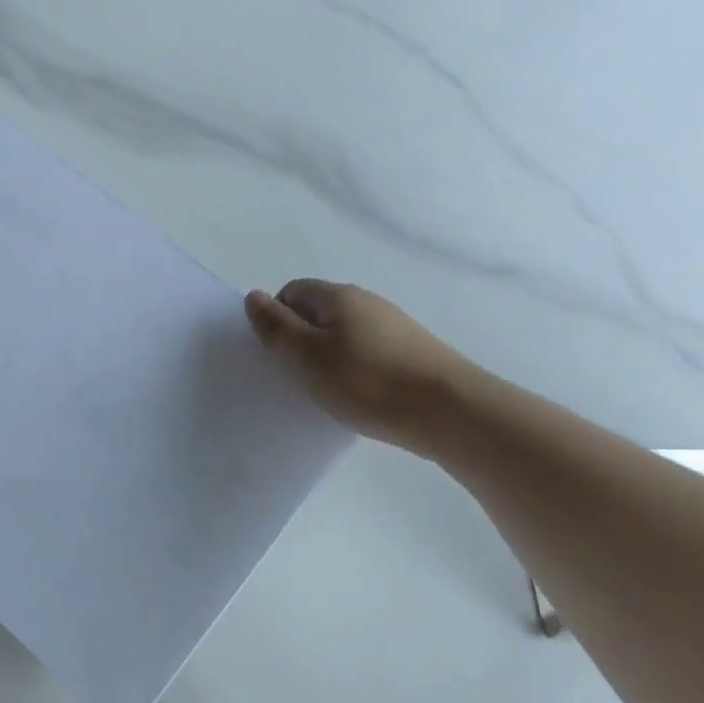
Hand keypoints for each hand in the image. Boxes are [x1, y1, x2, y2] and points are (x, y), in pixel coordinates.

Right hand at [245, 280, 479, 455]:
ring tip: (329, 391)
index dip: (277, 319)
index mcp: (337, 296)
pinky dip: (355, 369)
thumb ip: (276, 327)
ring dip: (328, 357)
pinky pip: (367, 352)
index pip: (291, 292)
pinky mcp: (411, 351)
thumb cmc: (367, 381)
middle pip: (318, 312)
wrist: (450, 411)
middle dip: (301, 340)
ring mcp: (392, 325)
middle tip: (297, 376)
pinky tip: (360, 395)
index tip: (278, 355)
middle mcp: (366, 301)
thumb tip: (253, 296)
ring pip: (343, 334)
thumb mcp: (307, 356)